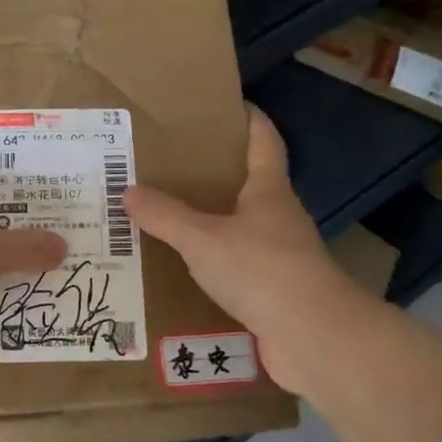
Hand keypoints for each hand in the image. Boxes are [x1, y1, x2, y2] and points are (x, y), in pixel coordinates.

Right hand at [125, 107, 360, 395]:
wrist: (313, 337)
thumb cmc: (261, 270)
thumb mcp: (202, 238)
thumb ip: (165, 215)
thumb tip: (128, 191)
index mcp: (268, 190)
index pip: (263, 140)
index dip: (248, 118)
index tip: (225, 104)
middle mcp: (278, 216)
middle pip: (248, 183)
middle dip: (215, 172)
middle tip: (170, 164)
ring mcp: (280, 255)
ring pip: (240, 226)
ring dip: (210, 220)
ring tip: (166, 214)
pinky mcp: (274, 290)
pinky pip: (236, 265)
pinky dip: (211, 261)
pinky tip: (182, 266)